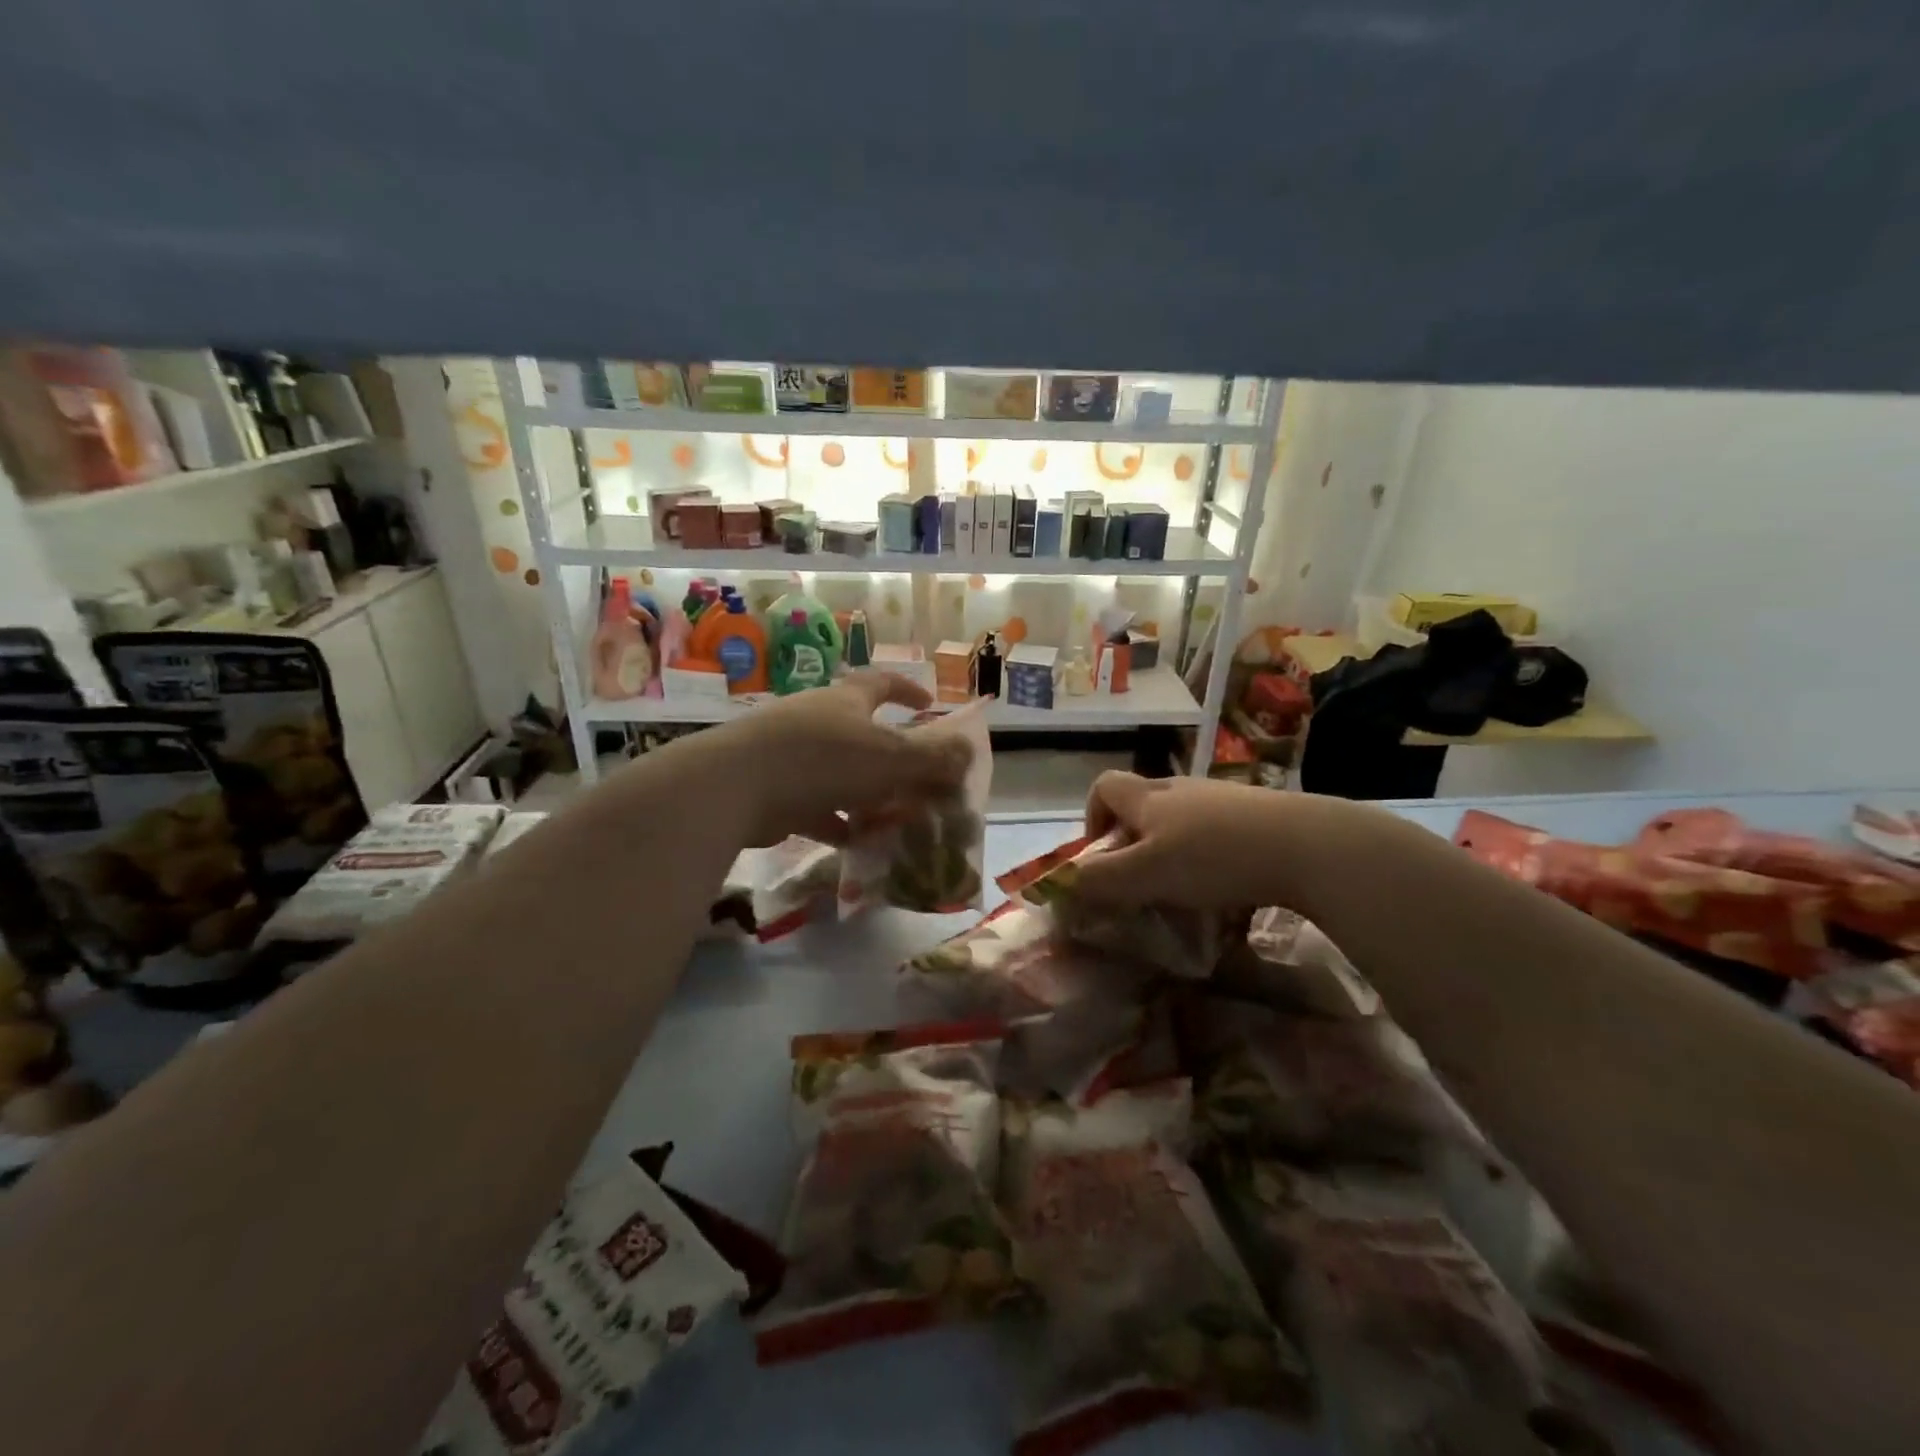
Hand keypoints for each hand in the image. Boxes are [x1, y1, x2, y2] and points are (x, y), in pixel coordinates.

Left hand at [715, 672, 971, 845]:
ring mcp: (790, 755)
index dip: (908, 692)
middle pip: (860, 732)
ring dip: (864, 792)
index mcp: (846, 701)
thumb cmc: (824, 760)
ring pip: (837, 773)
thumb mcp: (890, 758)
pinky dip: (835, 821)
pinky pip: (814, 805)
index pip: (882, 684)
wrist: (736, 786)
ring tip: (892, 816)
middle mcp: (817, 720)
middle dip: (889, 754)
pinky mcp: (772, 790)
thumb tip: (969, 751)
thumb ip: (933, 758)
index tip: (929, 706)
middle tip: (915, 778)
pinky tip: (854, 842)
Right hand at [1072, 771, 1366, 910]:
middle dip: (1136, 843)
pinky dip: (1215, 858)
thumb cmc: (1214, 857)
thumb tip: (1061, 885)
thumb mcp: (1147, 874)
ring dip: (1176, 853)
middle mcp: (1183, 789)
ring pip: (1185, 822)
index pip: (1104, 786)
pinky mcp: (1260, 815)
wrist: (1309, 846)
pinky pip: (1222, 834)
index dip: (1092, 816)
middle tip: (1146, 884)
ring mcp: (1224, 799)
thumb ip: (1100, 881)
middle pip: (1145, 804)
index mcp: (1150, 797)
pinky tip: (1233, 891)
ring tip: (1191, 893)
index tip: (1102, 856)